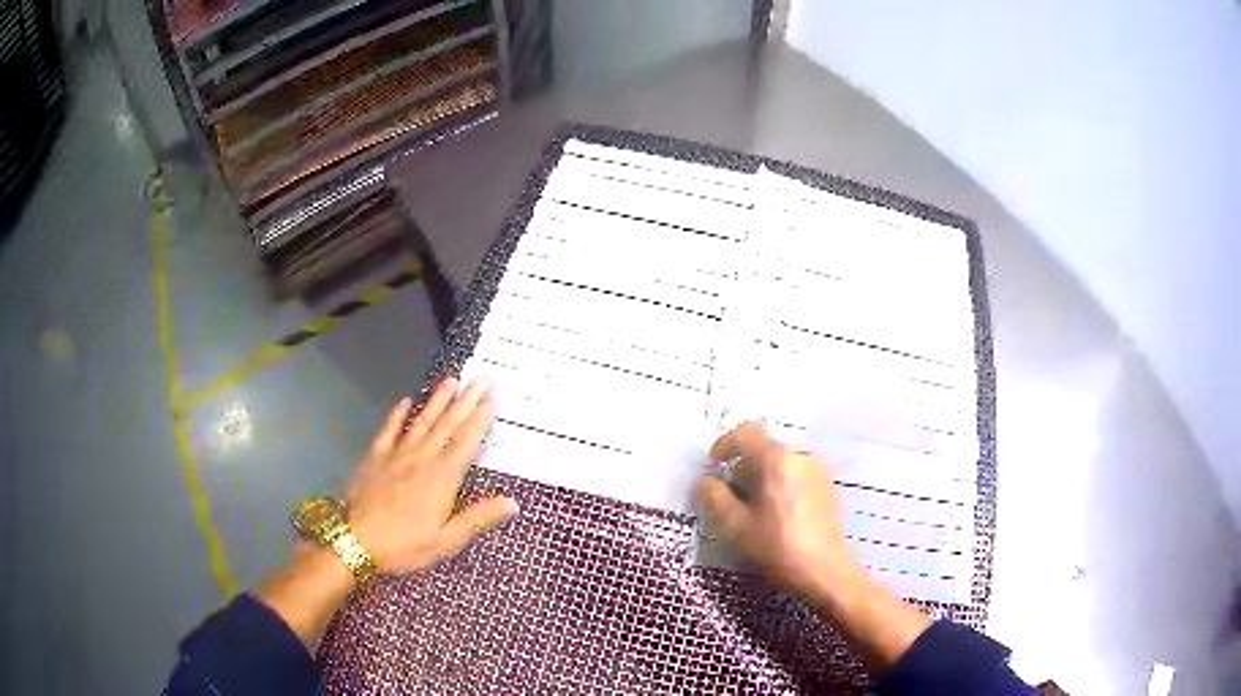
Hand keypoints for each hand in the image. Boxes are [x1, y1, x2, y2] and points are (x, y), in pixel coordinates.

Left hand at [348, 378, 517, 573]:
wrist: (355, 540)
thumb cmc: (404, 545)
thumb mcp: (446, 540)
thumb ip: (478, 518)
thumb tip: (512, 502)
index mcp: (443, 478)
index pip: (467, 442)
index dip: (481, 419)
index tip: (493, 397)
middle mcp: (423, 459)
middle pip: (448, 425)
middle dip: (466, 401)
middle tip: (481, 379)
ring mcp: (397, 455)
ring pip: (422, 422)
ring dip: (437, 401)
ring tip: (451, 381)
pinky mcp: (375, 457)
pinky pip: (389, 430)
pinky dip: (397, 415)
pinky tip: (404, 401)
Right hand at [696, 421, 930, 669]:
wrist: (826, 572)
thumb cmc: (778, 548)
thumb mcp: (735, 527)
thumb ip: (714, 498)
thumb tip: (706, 481)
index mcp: (777, 459)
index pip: (746, 432)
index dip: (725, 445)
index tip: (714, 468)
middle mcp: (801, 456)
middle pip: (764, 449)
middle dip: (743, 469)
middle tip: (731, 500)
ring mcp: (818, 471)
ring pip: (781, 464)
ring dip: (762, 479)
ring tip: (754, 513)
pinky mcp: (828, 488)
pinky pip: (796, 475)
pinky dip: (780, 486)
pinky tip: (777, 518)